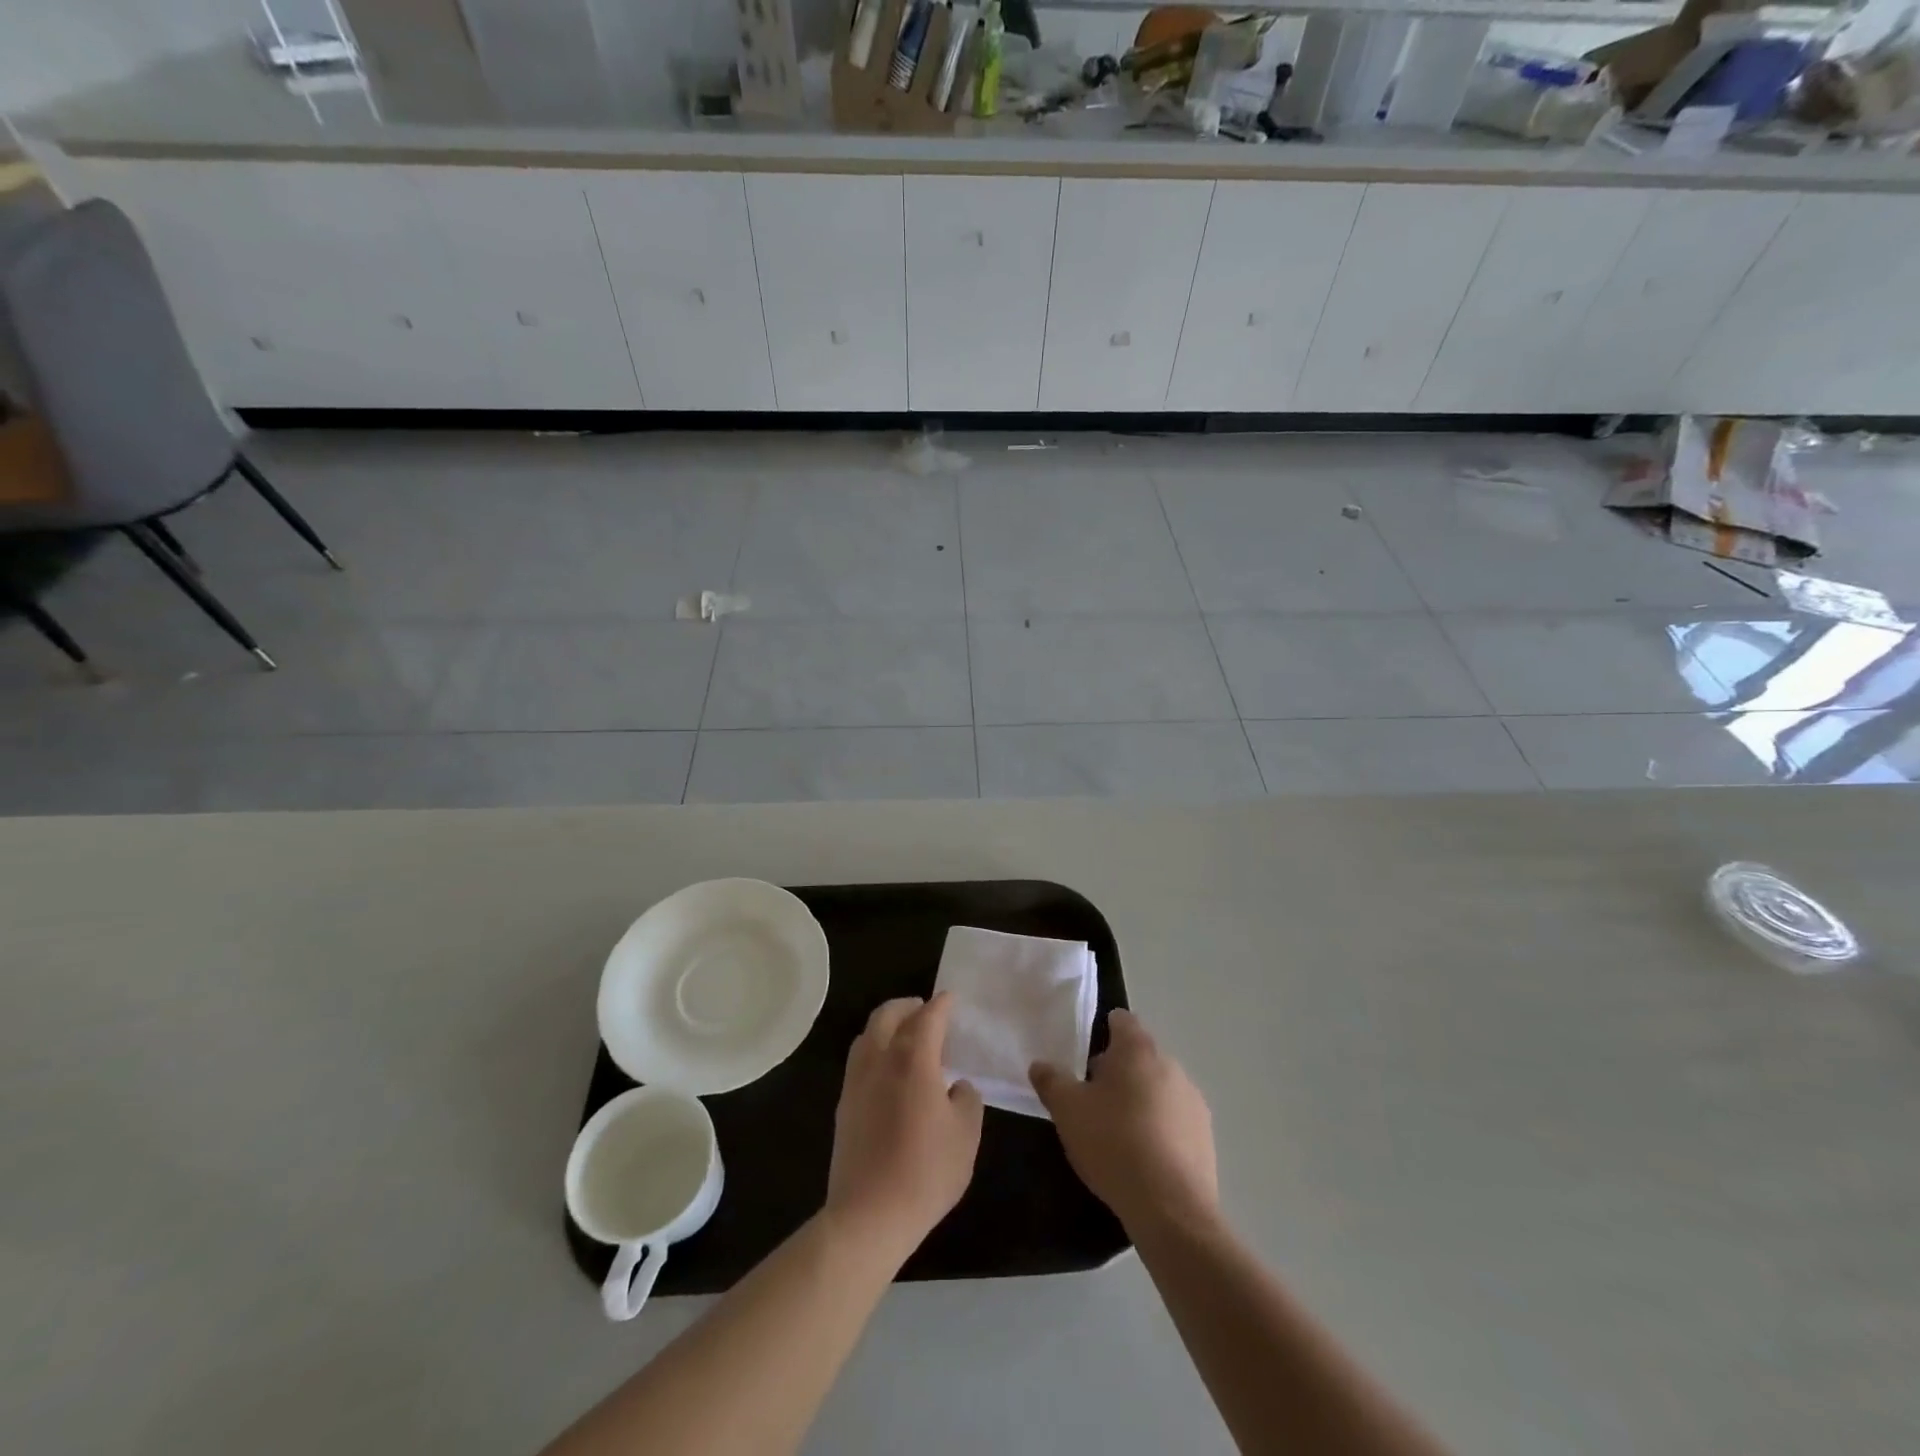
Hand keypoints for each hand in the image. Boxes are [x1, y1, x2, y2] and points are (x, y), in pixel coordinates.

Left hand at [825, 994, 983, 1261]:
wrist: (869, 1215)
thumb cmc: (926, 1171)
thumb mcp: (966, 1134)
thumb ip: (967, 1099)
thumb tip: (957, 1086)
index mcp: (913, 1058)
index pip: (928, 1017)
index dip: (942, 1005)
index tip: (951, 999)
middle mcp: (880, 1059)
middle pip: (887, 1015)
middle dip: (907, 1006)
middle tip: (925, 1009)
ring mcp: (856, 1082)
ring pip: (867, 1035)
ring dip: (887, 1025)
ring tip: (906, 1037)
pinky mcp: (844, 1105)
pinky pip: (860, 1060)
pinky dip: (876, 1050)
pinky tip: (889, 1072)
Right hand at [1030, 1009, 1217, 1237]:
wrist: (1170, 1208)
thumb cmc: (1113, 1143)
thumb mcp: (1067, 1110)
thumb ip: (1051, 1081)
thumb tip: (1040, 1065)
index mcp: (1138, 1049)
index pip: (1122, 1020)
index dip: (1102, 1032)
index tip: (1085, 1059)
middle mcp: (1171, 1065)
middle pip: (1140, 1055)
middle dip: (1119, 1071)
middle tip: (1093, 1100)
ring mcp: (1193, 1101)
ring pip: (1160, 1088)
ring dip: (1141, 1100)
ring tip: (1118, 1133)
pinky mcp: (1206, 1136)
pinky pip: (1176, 1119)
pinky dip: (1160, 1128)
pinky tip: (1144, 1158)